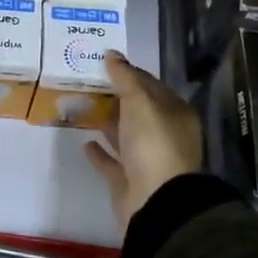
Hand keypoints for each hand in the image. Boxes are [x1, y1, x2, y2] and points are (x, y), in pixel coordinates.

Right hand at [85, 51, 202, 225]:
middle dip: (115, 97)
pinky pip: (113, 161)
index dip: (128, 72)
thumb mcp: (139, 103)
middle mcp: (165, 135)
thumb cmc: (153, 145)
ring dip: (107, 122)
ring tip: (82, 107)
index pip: (151, 85)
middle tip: (86, 81)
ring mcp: (148, 160)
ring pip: (125, 135)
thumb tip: (111, 53)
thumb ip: (125, 78)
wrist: (156, 203)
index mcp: (175, 114)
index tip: (103, 62)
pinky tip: (85, 141)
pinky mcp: (130, 181)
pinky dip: (101, 152)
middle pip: (137, 110)